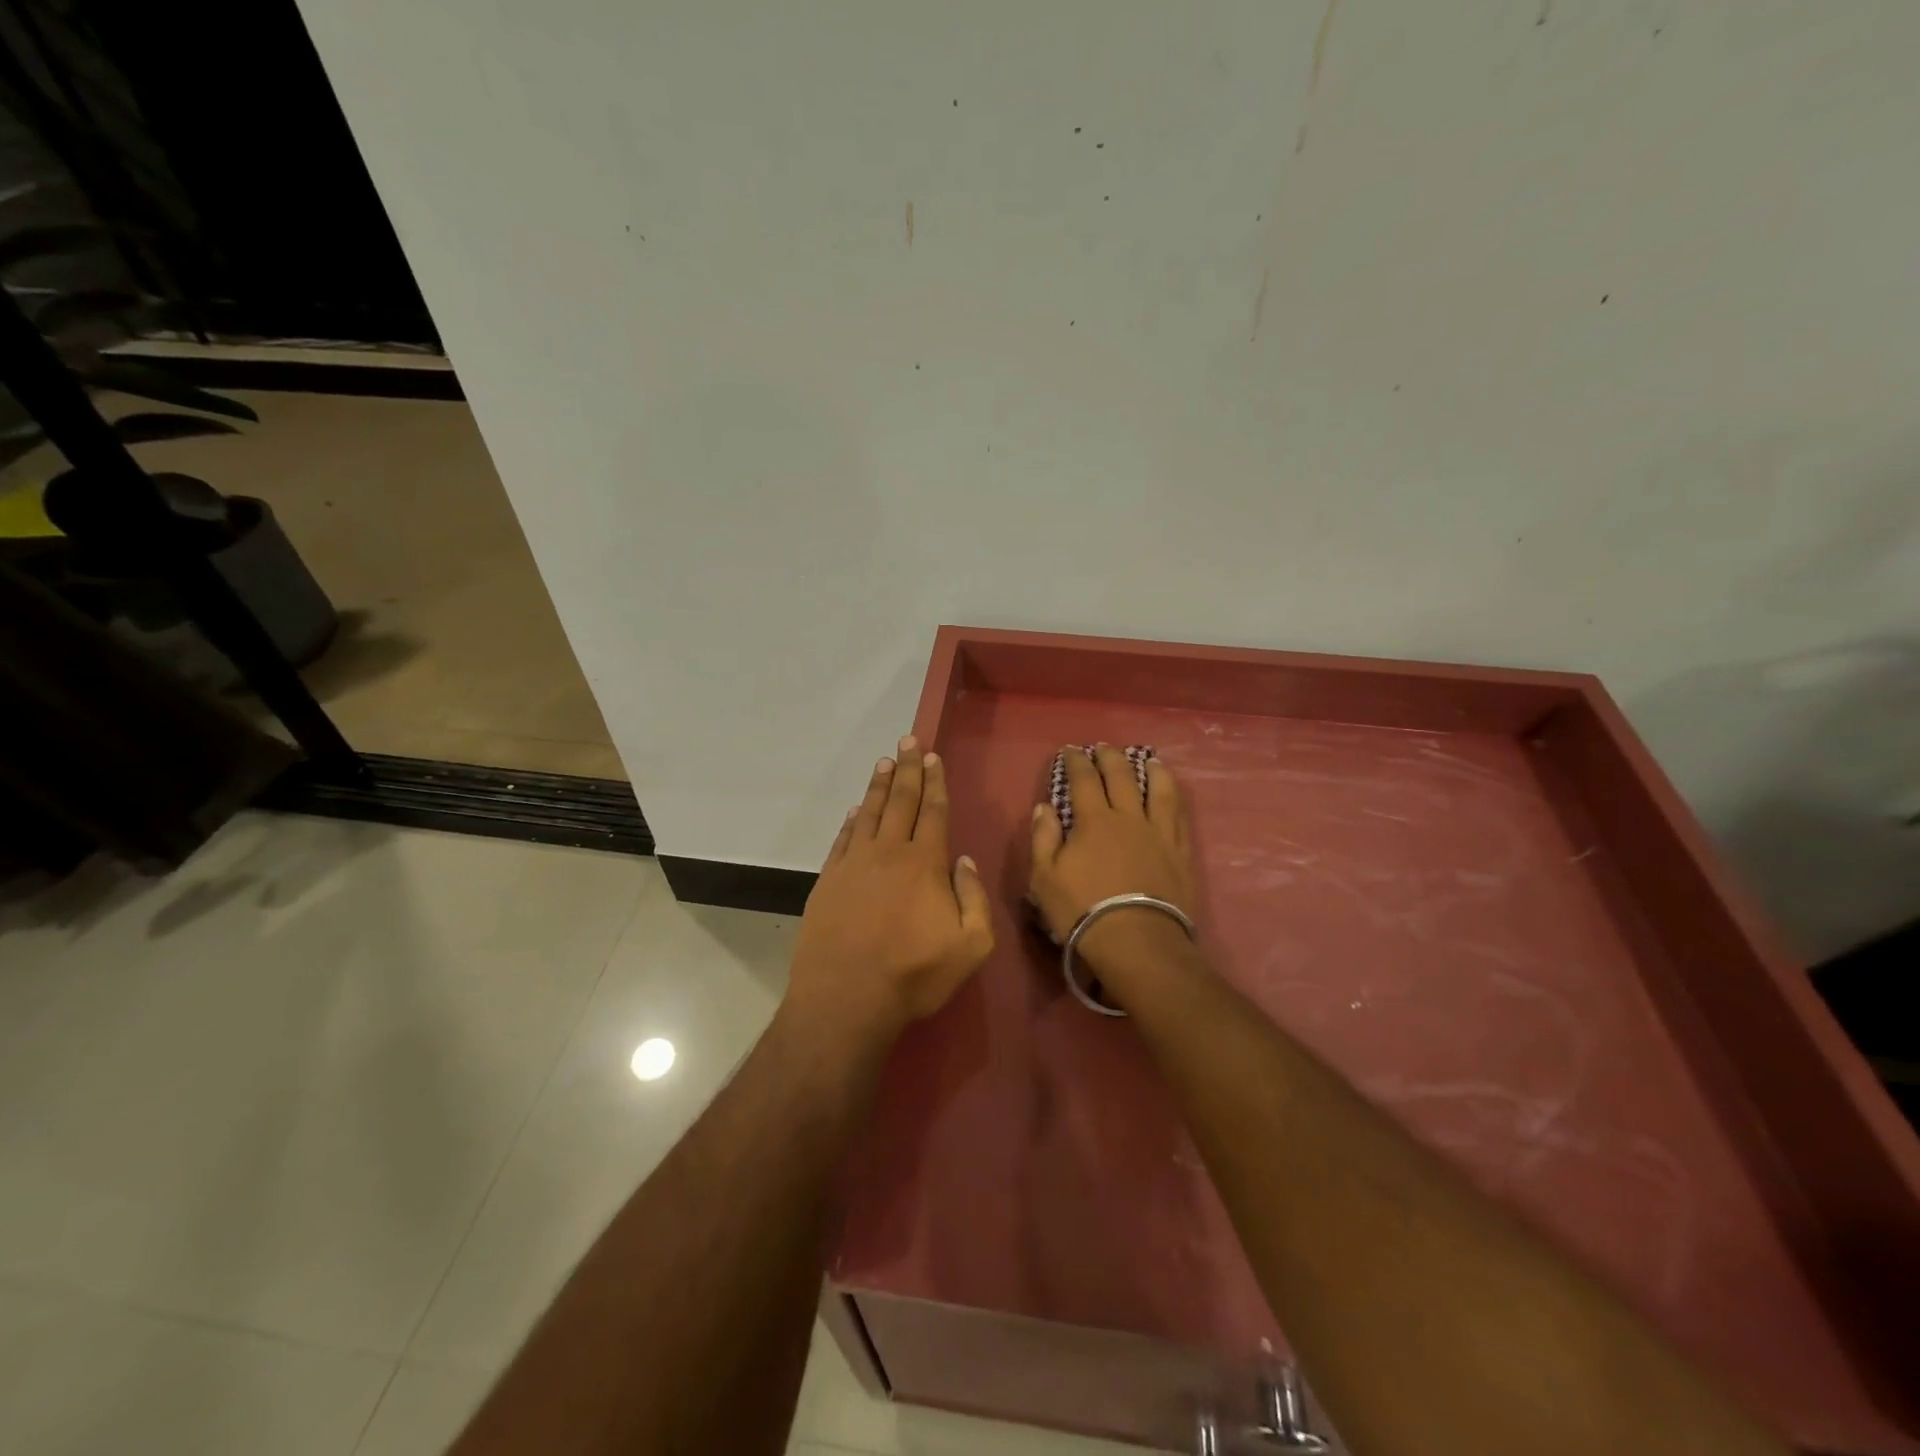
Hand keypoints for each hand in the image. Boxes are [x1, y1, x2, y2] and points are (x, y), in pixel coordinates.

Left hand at [790, 735, 993, 1031]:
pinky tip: (855, 809)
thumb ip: (974, 898)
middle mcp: (888, 853)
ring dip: (879, 785)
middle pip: (901, 801)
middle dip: (907, 769)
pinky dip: (851, 819)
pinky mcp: (828, 880)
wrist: (846, 999)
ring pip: (869, 813)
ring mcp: (854, 864)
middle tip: (907, 740)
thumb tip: (963, 860)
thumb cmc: (914, 975)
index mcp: (925, 864)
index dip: (934, 782)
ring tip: (884, 762)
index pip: (933, 811)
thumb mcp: (970, 946)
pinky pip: (843, 838)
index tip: (931, 756)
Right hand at [1028, 744, 1194, 969]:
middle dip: (1110, 758)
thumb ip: (1044, 838)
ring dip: (1151, 770)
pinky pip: (1179, 816)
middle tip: (1104, 748)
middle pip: (1121, 777)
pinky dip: (1174, 798)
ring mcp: (1158, 833)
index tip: (1071, 750)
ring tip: (1148, 759)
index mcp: (1093, 821)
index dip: (1076, 762)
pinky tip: (1172, 794)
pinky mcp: (1179, 852)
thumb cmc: (1083, 910)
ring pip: (1158, 790)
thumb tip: (1044, 806)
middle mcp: (1128, 818)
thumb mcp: (1045, 878)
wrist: (1137, 941)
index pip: (1083, 780)